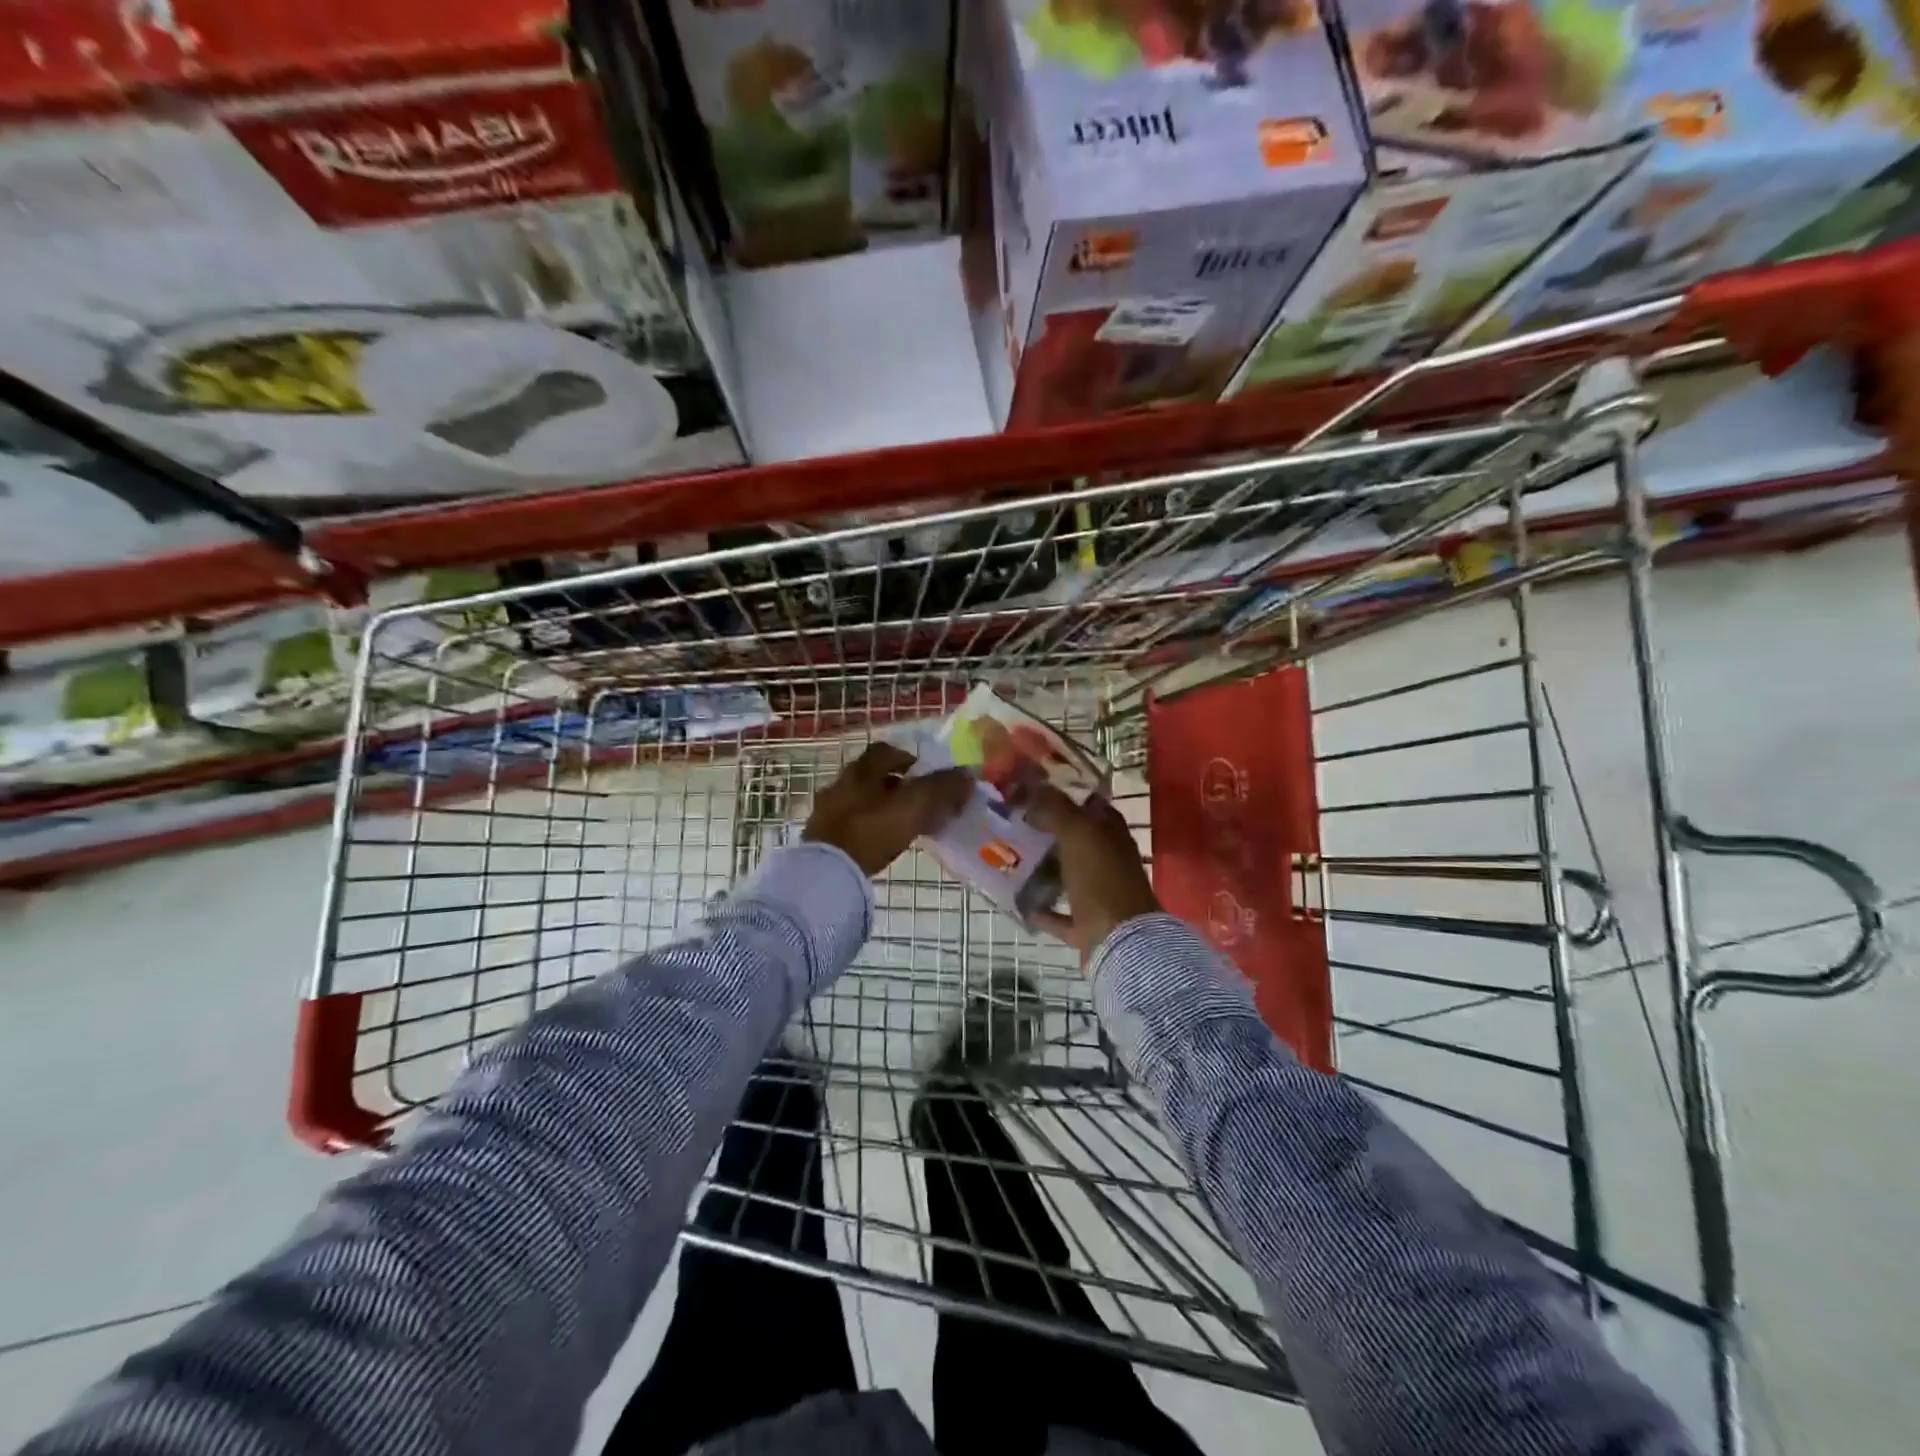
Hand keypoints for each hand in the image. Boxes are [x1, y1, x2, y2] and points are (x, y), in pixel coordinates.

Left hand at [803, 742, 973, 876]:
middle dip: (896, 785)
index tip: (926, 774)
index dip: (908, 759)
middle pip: (872, 776)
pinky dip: (868, 829)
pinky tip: (881, 843)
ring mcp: (827, 812)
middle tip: (920, 801)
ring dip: (882, 808)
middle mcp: (841, 784)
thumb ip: (942, 789)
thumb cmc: (872, 830)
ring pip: (861, 801)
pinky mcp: (822, 838)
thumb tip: (968, 774)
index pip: (886, 752)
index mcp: (861, 770)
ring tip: (904, 825)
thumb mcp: (914, 806)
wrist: (827, 872)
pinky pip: (851, 825)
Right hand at [1024, 785, 1160, 962]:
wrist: (1121, 940)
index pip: (1092, 806)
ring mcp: (1102, 894)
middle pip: (1078, 840)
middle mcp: (1110, 861)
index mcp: (1113, 834)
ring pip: (1070, 875)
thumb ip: (1056, 810)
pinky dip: (1044, 910)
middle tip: (1016, 823)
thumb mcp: (1078, 834)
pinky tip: (1020, 903)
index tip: (1035, 791)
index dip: (1068, 796)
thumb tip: (1034, 790)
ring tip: (1013, 859)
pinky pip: (1062, 914)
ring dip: (1046, 869)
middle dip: (1050, 832)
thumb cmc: (1102, 879)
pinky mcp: (1090, 924)